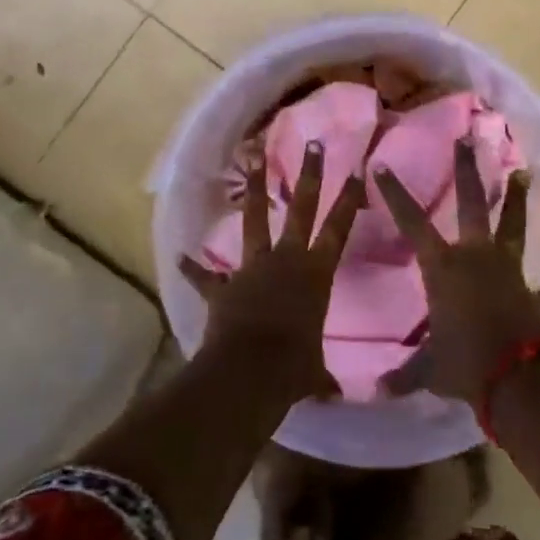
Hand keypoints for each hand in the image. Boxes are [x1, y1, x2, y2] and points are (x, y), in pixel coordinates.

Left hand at [179, 144, 366, 402]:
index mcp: (315, 274)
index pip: (338, 229)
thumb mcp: (313, 372)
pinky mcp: (224, 285)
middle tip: (314, 144)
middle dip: (310, 175)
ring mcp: (252, 267)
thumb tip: (334, 396)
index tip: (357, 170)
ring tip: (252, 155)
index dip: (349, 200)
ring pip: (256, 218)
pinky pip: (206, 275)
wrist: (249, 372)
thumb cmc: (293, 368)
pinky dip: (195, 268)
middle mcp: (286, 260)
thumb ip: (320, 375)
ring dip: (256, 188)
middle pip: (302, 209)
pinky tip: (181, 255)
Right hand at [376, 139, 539, 403]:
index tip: (382, 165)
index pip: (412, 223)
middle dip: (466, 170)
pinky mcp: (533, 292)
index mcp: (444, 268)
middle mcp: (476, 257)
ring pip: (513, 226)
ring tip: (523, 172)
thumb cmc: (465, 365)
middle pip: (471, 203)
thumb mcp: (429, 371)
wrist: (520, 382)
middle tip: (467, 140)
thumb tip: (376, 392)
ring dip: (517, 199)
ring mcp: (509, 270)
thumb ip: (405, 375)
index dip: (395, 194)